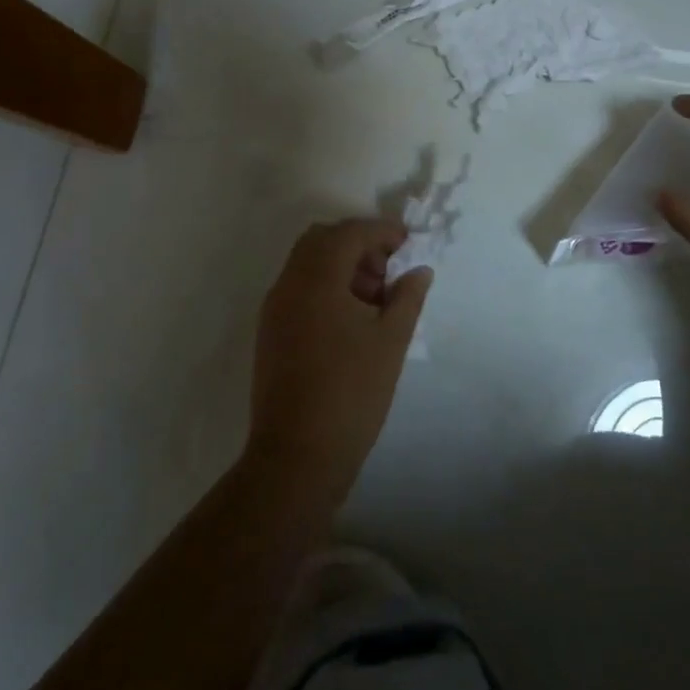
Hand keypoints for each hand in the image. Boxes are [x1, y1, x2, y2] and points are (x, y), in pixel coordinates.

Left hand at [245, 219, 431, 509]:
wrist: (297, 457)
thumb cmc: (351, 393)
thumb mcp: (391, 341)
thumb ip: (408, 296)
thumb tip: (419, 270)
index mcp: (317, 279)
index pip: (350, 233)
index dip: (382, 232)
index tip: (408, 245)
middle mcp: (289, 284)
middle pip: (322, 240)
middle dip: (358, 244)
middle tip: (388, 270)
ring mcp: (275, 308)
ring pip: (307, 263)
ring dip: (341, 265)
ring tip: (375, 299)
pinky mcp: (271, 331)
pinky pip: (298, 288)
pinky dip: (325, 286)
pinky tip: (351, 319)